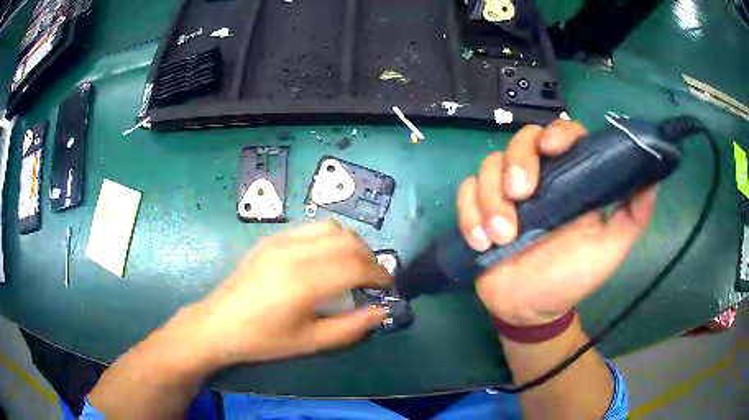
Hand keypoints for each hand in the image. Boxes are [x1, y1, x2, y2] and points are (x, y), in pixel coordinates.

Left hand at [184, 221, 389, 366]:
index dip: (380, 275)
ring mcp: (281, 241)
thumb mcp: (311, 342)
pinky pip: (311, 228)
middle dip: (370, 258)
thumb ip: (351, 327)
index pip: (357, 266)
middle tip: (374, 279)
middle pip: (348, 241)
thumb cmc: (264, 339)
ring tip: (354, 266)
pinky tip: (326, 259)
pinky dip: (330, 238)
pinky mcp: (271, 239)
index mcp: (305, 281)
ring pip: (331, 228)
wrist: (219, 324)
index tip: (388, 287)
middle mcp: (295, 252)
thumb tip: (381, 312)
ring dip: (351, 243)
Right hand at [457, 120, 656, 325]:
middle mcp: (538, 179)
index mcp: (570, 180)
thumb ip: (634, 214)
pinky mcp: (479, 210)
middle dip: (517, 163)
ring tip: (501, 238)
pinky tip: (481, 241)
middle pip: (520, 140)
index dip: (557, 133)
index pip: (563, 134)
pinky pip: (465, 192)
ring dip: (491, 200)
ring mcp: (505, 193)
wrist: (531, 309)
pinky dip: (469, 213)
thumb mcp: (611, 248)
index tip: (554, 149)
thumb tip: (652, 176)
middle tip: (521, 196)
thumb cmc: (572, 278)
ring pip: (488, 166)